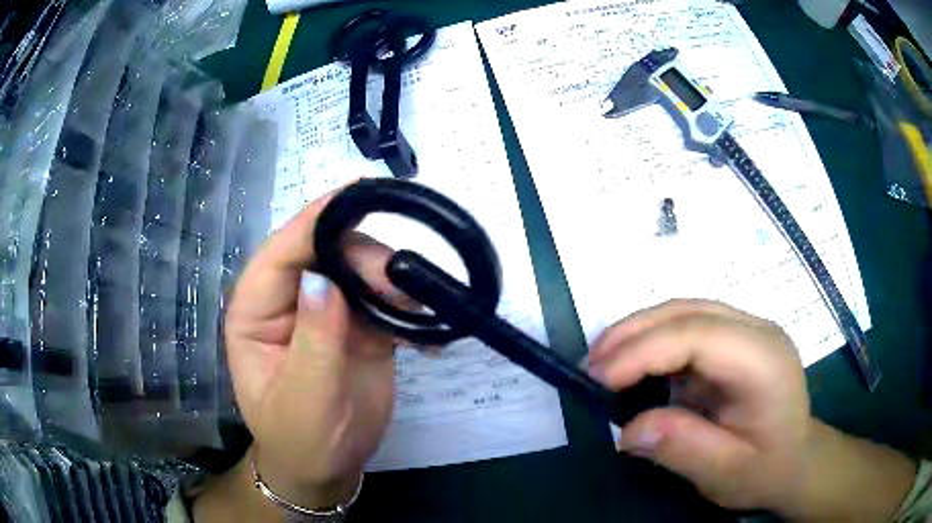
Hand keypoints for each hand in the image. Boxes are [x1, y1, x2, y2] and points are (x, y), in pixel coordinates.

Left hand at [223, 192, 402, 508]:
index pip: (281, 252)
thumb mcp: (303, 400)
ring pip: (361, 268)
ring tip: (419, 311)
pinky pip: (385, 298)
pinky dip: (409, 307)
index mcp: (257, 310)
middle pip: (327, 251)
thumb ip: (313, 341)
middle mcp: (289, 299)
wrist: (328, 467)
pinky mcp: (359, 325)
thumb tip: (324, 280)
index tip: (358, 195)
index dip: (316, 221)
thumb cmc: (300, 439)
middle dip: (367, 257)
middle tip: (405, 285)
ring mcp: (327, 310)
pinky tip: (427, 331)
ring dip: (393, 279)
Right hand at [587, 299, 810, 512]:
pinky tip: (633, 363)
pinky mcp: (735, 338)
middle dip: (633, 333)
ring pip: (684, 311)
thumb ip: (682, 448)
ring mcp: (747, 329)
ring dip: (638, 331)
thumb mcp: (725, 474)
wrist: (796, 460)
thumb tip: (628, 430)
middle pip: (688, 312)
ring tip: (602, 362)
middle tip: (590, 366)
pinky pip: (687, 326)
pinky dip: (653, 340)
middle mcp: (758, 331)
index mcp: (764, 362)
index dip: (644, 351)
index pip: (698, 335)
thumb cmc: (766, 469)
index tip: (598, 379)